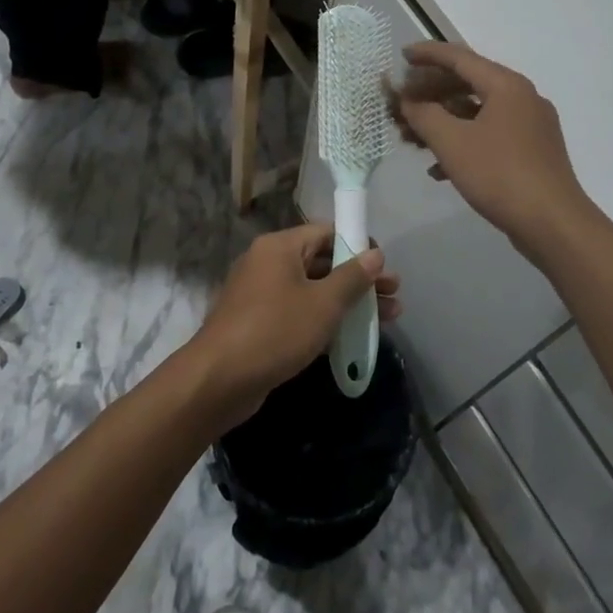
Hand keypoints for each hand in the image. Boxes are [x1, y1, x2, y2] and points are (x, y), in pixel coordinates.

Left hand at [187, 225, 401, 430]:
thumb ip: (352, 277)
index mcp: (280, 246)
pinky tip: (353, 336)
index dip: (358, 246)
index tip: (384, 267)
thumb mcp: (323, 303)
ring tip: (388, 318)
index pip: (327, 232)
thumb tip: (375, 255)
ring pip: (313, 289)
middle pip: (323, 261)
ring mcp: (262, 294)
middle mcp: (268, 263)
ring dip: (348, 302)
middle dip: (360, 279)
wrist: (218, 380)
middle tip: (394, 296)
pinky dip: (325, 318)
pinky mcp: (259, 323)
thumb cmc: (275, 331)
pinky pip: (299, 311)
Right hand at [391, 42, 590, 257]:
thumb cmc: (499, 175)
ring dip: (443, 122)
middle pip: (468, 84)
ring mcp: (530, 126)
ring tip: (412, 140)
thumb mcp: (452, 143)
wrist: (553, 224)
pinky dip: (463, 143)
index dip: (428, 55)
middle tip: (402, 104)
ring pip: (477, 113)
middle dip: (431, 94)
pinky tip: (438, 169)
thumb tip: (408, 100)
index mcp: (506, 85)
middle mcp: (522, 97)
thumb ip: (423, 114)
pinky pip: (489, 136)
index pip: (460, 58)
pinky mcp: (532, 152)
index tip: (402, 56)